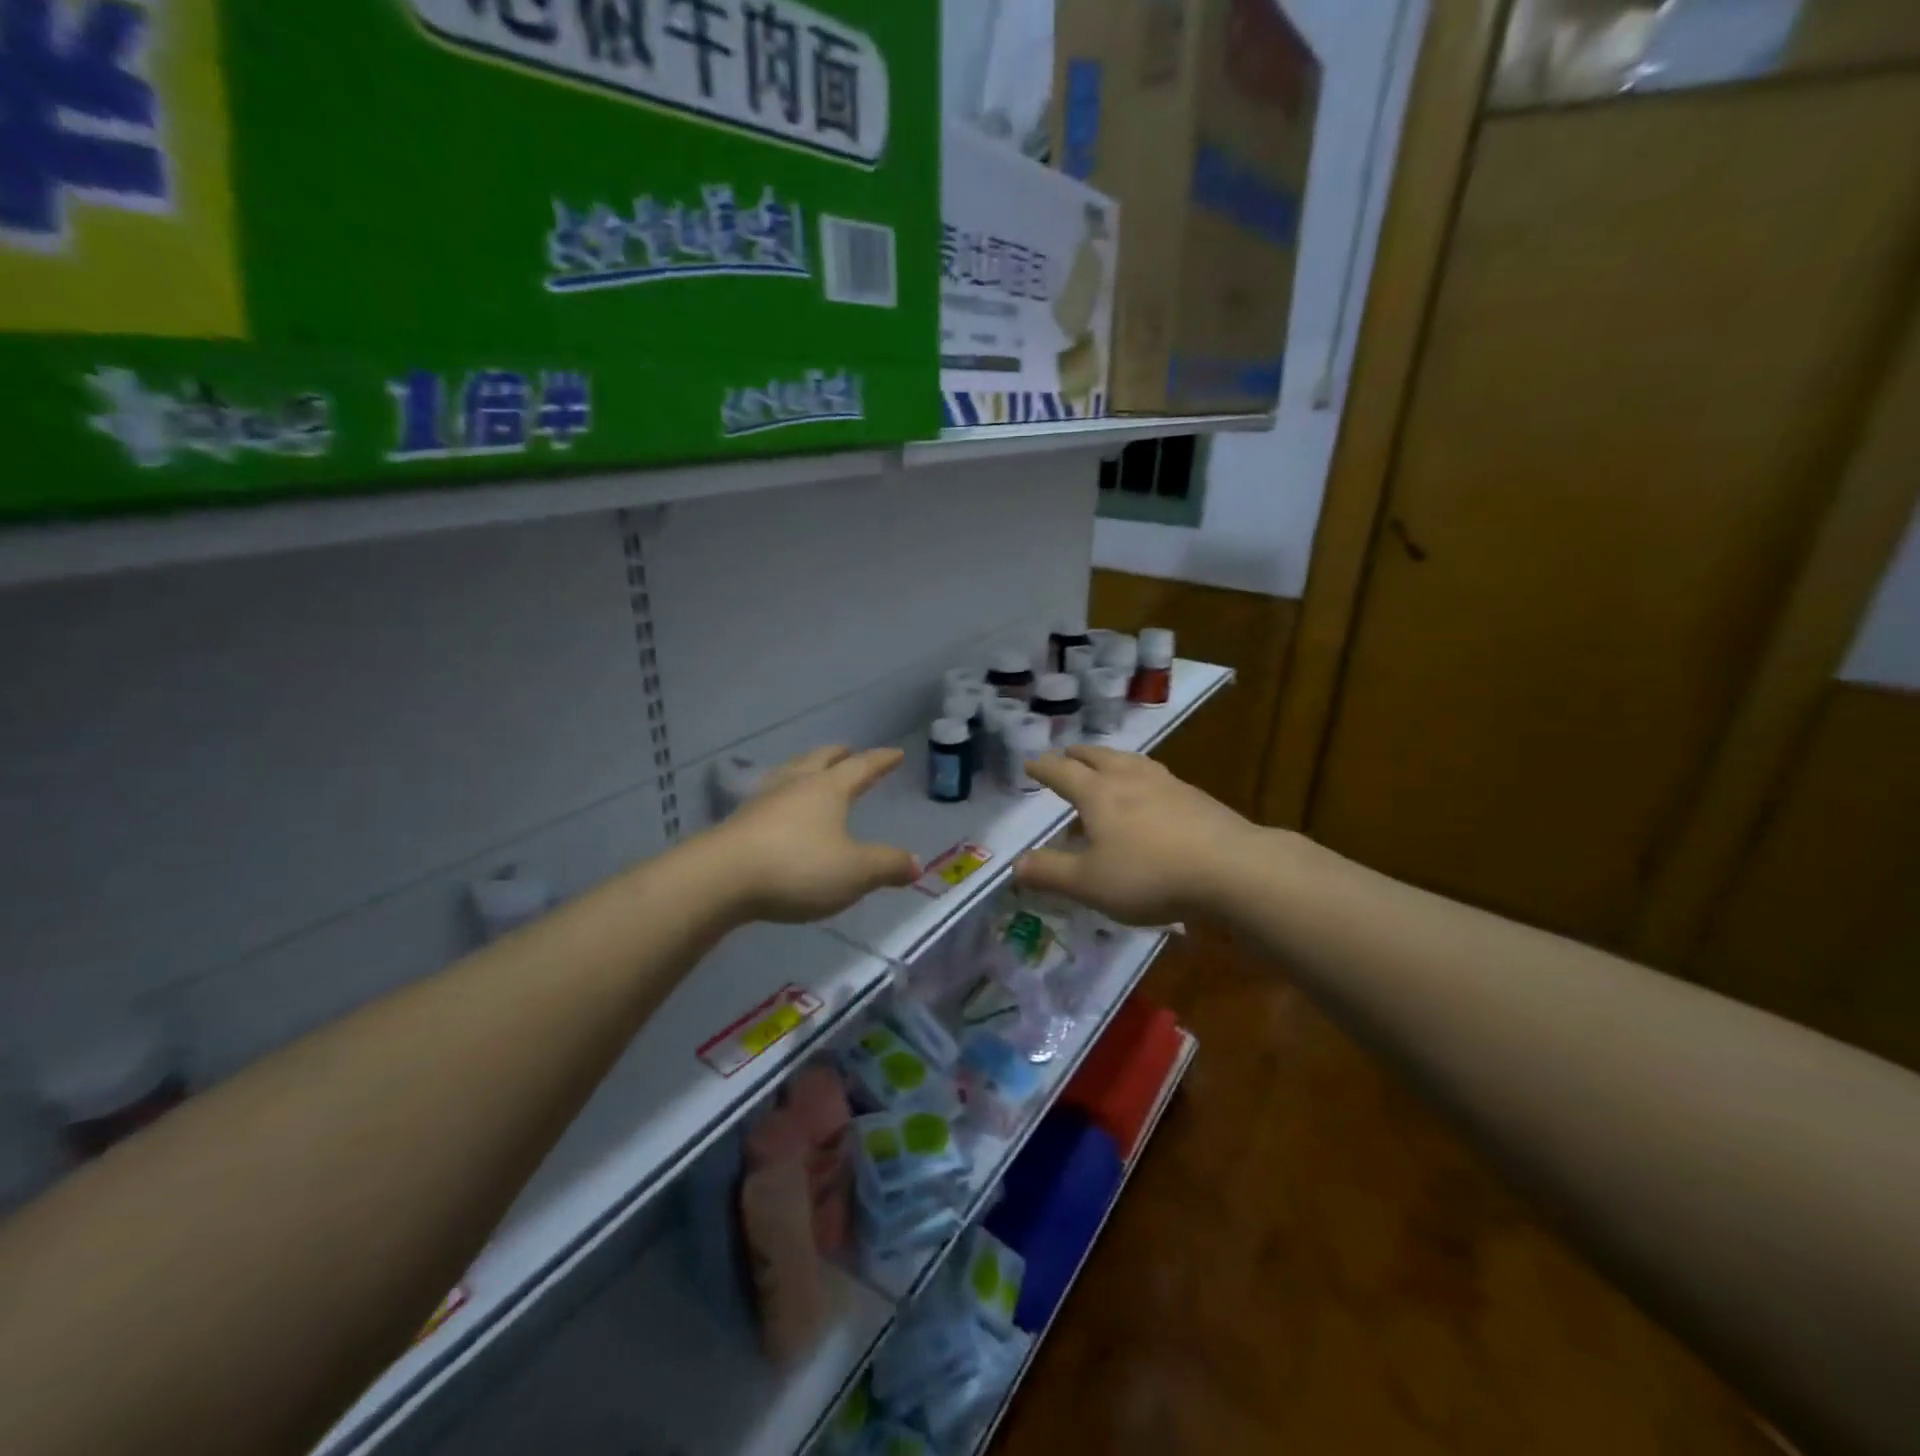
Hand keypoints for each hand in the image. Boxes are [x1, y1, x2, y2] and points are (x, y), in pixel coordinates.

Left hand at [705, 746, 919, 922]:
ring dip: (806, 769)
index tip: (895, 753)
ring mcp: (763, 802)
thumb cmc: (798, 867)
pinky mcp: (740, 824)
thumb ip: (887, 865)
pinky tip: (779, 810)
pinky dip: (784, 797)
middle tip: (848, 751)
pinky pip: (770, 799)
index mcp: (828, 789)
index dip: (880, 761)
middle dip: (837, 756)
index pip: (861, 767)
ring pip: (790, 774)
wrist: (721, 879)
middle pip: (819, 760)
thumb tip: (916, 863)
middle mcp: (796, 786)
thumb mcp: (855, 871)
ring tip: (812, 772)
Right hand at [1015, 746, 1266, 924]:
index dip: (1043, 768)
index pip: (1062, 772)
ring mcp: (1167, 783)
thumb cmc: (1149, 875)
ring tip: (1107, 764)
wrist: (1231, 869)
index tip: (1030, 764)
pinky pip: (1156, 776)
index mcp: (1098, 793)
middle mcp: (1129, 778)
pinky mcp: (1196, 796)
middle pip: (1097, 756)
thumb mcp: (1089, 884)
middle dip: (1077, 755)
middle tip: (1066, 755)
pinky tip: (1150, 793)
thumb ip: (1050, 872)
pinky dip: (1140, 776)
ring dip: (1110, 759)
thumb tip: (1015, 863)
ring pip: (1130, 761)